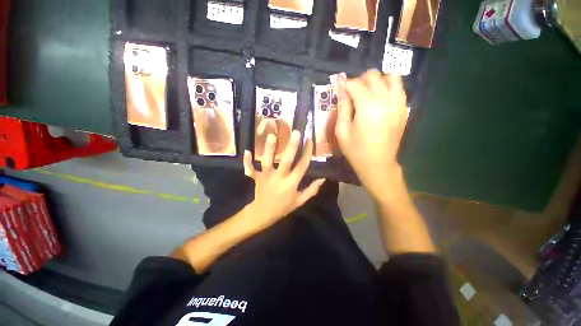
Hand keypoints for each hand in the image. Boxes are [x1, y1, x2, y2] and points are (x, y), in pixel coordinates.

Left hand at [244, 131, 324, 228]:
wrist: (263, 214)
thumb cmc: (283, 207)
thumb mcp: (300, 201)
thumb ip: (311, 190)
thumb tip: (323, 179)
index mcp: (291, 184)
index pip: (302, 166)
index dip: (307, 153)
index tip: (309, 140)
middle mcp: (279, 178)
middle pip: (286, 161)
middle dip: (292, 147)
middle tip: (296, 132)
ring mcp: (266, 177)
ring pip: (267, 162)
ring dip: (269, 149)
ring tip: (272, 135)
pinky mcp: (257, 178)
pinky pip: (250, 169)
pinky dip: (247, 162)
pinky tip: (247, 151)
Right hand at [335, 70, 408, 200]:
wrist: (378, 164)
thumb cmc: (355, 150)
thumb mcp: (342, 130)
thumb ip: (342, 106)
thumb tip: (340, 84)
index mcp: (367, 107)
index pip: (355, 84)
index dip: (345, 85)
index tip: (339, 90)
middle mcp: (385, 100)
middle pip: (373, 76)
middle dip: (359, 81)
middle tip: (352, 95)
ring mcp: (398, 104)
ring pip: (390, 77)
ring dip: (376, 81)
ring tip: (367, 95)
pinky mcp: (404, 109)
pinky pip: (399, 88)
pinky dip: (388, 87)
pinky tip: (379, 100)